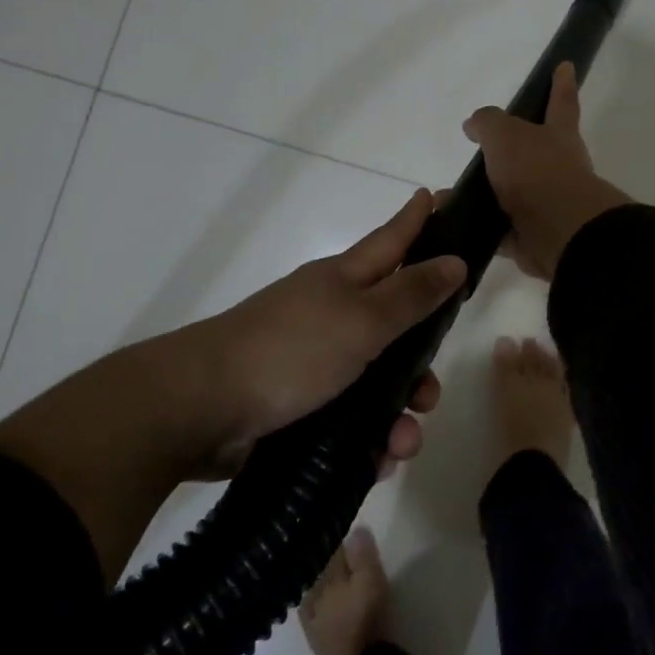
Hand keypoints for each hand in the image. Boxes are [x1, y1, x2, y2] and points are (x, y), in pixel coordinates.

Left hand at [142, 189, 466, 478]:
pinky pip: (352, 419)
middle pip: (395, 324)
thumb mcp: (361, 320)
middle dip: (421, 360)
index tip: (439, 195)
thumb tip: (455, 260)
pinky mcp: (300, 405)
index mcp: (344, 281)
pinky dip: (370, 439)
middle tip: (433, 389)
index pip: (392, 240)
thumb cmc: (289, 350)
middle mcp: (332, 315)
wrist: (199, 409)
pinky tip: (379, 460)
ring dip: (400, 413)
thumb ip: (411, 294)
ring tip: (403, 441)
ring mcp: (313, 361)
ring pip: (378, 381)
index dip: (417, 219)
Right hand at [464, 62, 630, 280]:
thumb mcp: (505, 135)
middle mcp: (557, 167)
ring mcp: (547, 203)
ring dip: (481, 192)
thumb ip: (488, 124)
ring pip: (510, 192)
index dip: (562, 84)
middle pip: (532, 152)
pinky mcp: (532, 234)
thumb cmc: (535, 171)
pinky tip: (450, 221)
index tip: (566, 66)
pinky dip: (476, 224)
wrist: (558, 231)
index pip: (561, 102)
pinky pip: (499, 226)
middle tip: (479, 149)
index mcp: (558, 136)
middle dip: (508, 150)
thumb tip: (474, 125)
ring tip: (446, 194)